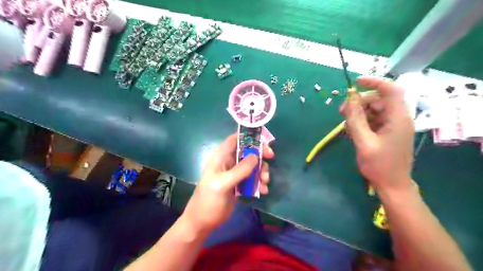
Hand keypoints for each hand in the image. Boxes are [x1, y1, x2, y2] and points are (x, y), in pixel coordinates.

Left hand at [181, 133, 272, 231]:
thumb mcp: (223, 184)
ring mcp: (234, 173)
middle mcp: (228, 162)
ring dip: (261, 171)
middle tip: (270, 159)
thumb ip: (239, 170)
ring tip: (265, 182)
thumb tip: (256, 156)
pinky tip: (263, 191)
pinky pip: (253, 178)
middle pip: (248, 151)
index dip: (250, 137)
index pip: (235, 139)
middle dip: (260, 155)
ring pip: (252, 165)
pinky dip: (260, 182)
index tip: (264, 142)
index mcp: (221, 157)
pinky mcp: (239, 184)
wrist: (203, 222)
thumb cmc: (208, 201)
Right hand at [339, 77, 415, 192]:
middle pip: (379, 100)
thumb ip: (356, 119)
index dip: (373, 82)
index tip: (355, 82)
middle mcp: (398, 118)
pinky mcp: (388, 132)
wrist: (392, 185)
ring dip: (359, 113)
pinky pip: (374, 119)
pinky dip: (362, 121)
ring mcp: (393, 125)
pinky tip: (353, 131)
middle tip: (341, 112)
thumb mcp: (363, 141)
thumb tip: (349, 98)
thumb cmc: (379, 165)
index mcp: (398, 118)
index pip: (390, 90)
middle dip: (359, 102)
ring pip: (374, 109)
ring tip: (346, 125)